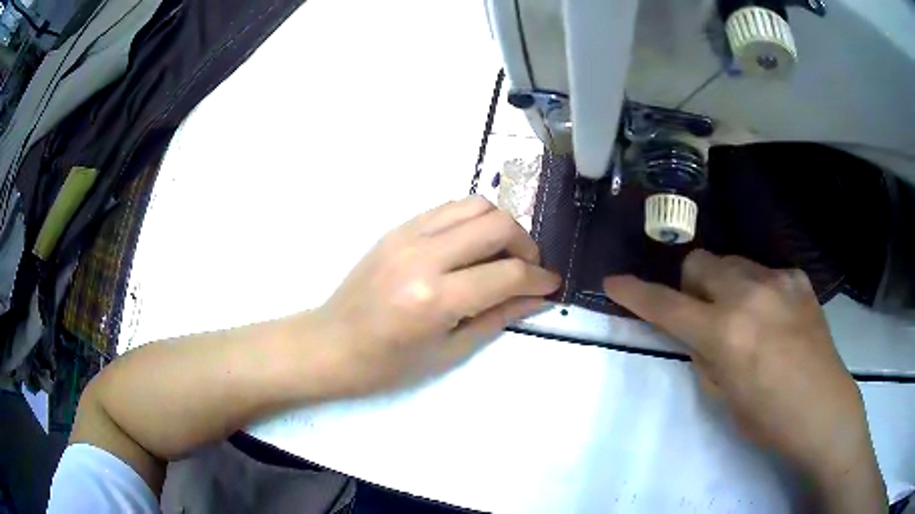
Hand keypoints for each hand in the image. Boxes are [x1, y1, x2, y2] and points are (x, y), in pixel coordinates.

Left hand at [312, 197, 559, 397]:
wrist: (331, 344)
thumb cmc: (387, 365)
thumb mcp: (449, 352)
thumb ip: (498, 318)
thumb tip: (538, 298)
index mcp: (435, 299)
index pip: (507, 273)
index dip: (539, 278)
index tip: (551, 284)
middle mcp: (423, 256)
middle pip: (497, 224)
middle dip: (526, 244)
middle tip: (528, 269)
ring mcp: (407, 235)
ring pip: (475, 204)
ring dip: (500, 225)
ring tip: (502, 254)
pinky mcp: (397, 227)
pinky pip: (448, 208)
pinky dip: (472, 220)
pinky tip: (472, 246)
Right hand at [603, 250, 885, 511]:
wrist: (824, 410)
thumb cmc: (769, 420)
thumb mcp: (724, 397)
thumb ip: (704, 355)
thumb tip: (696, 331)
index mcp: (726, 333)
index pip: (667, 305)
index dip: (636, 294)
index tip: (614, 283)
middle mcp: (749, 294)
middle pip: (700, 262)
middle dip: (690, 285)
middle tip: (703, 314)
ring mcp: (778, 280)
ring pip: (732, 262)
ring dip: (724, 285)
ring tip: (744, 317)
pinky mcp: (798, 278)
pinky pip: (764, 272)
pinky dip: (757, 289)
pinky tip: (775, 317)